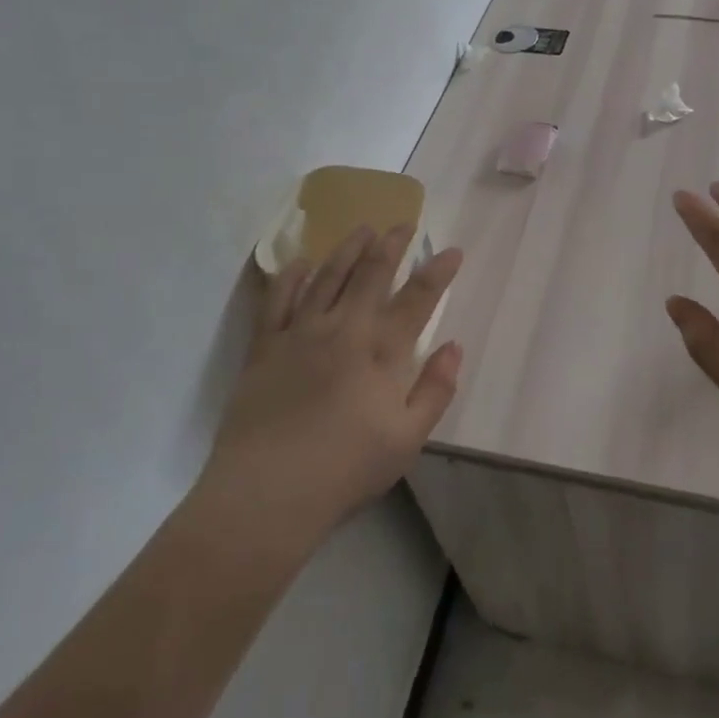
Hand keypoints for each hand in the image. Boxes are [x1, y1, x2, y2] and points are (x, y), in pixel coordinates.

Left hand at [197, 226, 463, 533]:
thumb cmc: (345, 470)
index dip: (438, 270)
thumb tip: (453, 346)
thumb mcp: (407, 440)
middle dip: (392, 244)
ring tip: (362, 229)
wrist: (266, 494)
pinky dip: (291, 276)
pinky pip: (278, 299)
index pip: (418, 298)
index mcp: (381, 351)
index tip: (452, 250)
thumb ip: (435, 390)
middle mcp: (343, 328)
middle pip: (372, 273)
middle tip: (403, 224)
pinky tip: (300, 262)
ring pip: (328, 276)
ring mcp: (300, 333)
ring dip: (348, 248)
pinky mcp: (265, 346)